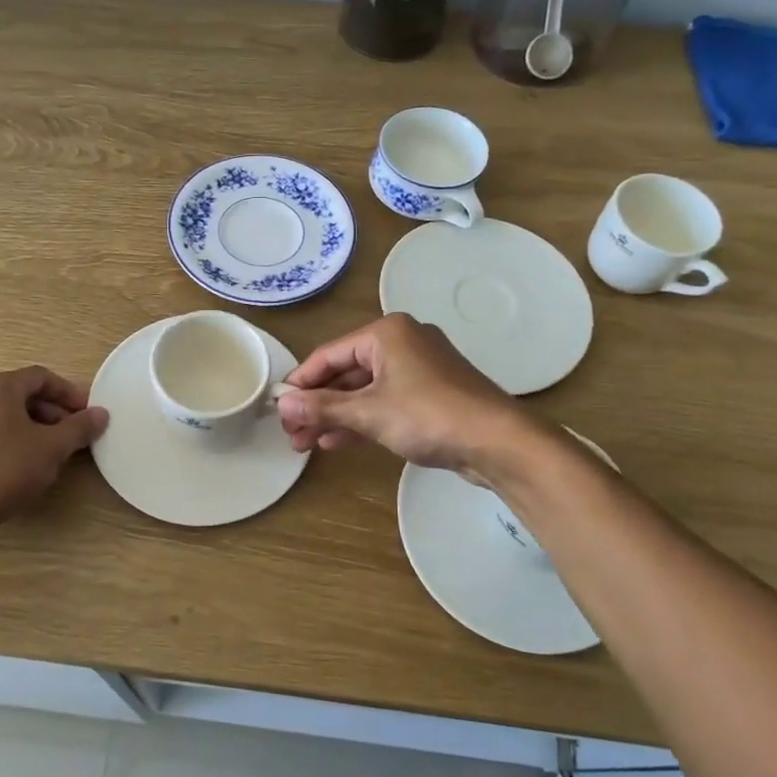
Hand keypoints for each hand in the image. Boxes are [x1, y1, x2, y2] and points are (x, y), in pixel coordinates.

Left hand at [0, 367, 108, 530]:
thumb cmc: (5, 470)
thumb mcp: (52, 448)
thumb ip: (79, 427)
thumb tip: (101, 414)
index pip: (40, 377)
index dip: (68, 392)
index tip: (87, 412)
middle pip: (19, 395)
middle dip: (51, 412)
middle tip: (72, 434)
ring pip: (2, 415)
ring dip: (31, 427)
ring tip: (50, 451)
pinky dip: (8, 440)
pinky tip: (22, 464)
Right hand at [277, 314, 520, 477]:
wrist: (498, 442)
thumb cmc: (428, 416)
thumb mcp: (368, 412)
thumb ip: (322, 407)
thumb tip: (283, 407)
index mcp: (386, 333)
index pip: (328, 355)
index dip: (300, 383)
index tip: (278, 408)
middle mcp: (401, 342)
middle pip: (345, 372)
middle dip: (317, 404)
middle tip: (290, 433)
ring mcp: (418, 368)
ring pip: (364, 390)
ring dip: (335, 416)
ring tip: (305, 443)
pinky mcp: (430, 393)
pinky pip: (384, 401)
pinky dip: (360, 419)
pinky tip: (335, 441)